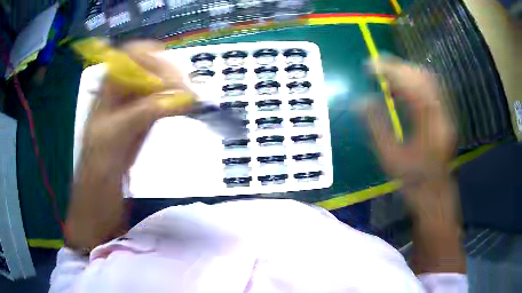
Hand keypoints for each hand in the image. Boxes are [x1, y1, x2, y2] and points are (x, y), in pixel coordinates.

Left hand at [66, 40, 193, 249]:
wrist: (100, 193)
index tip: (170, 73)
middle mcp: (121, 92)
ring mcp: (133, 105)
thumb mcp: (115, 136)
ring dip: (175, 87)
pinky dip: (175, 102)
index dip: (150, 57)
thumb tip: (178, 98)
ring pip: (157, 84)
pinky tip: (185, 107)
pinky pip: (161, 102)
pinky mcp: (143, 120)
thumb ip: (142, 114)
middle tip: (186, 89)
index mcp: (108, 90)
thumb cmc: (98, 166)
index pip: (130, 56)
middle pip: (148, 67)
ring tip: (190, 98)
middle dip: (168, 73)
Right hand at [364, 56, 456, 215]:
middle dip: (398, 66)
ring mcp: (446, 113)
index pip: (411, 85)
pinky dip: (415, 81)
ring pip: (429, 79)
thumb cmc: (413, 180)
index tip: (369, 66)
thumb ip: (376, 126)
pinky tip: (402, 87)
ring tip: (387, 74)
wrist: (435, 192)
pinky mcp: (445, 115)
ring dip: (407, 71)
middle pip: (423, 76)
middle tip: (377, 65)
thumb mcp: (390, 157)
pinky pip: (431, 88)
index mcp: (428, 124)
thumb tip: (360, 101)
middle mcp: (441, 114)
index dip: (390, 70)